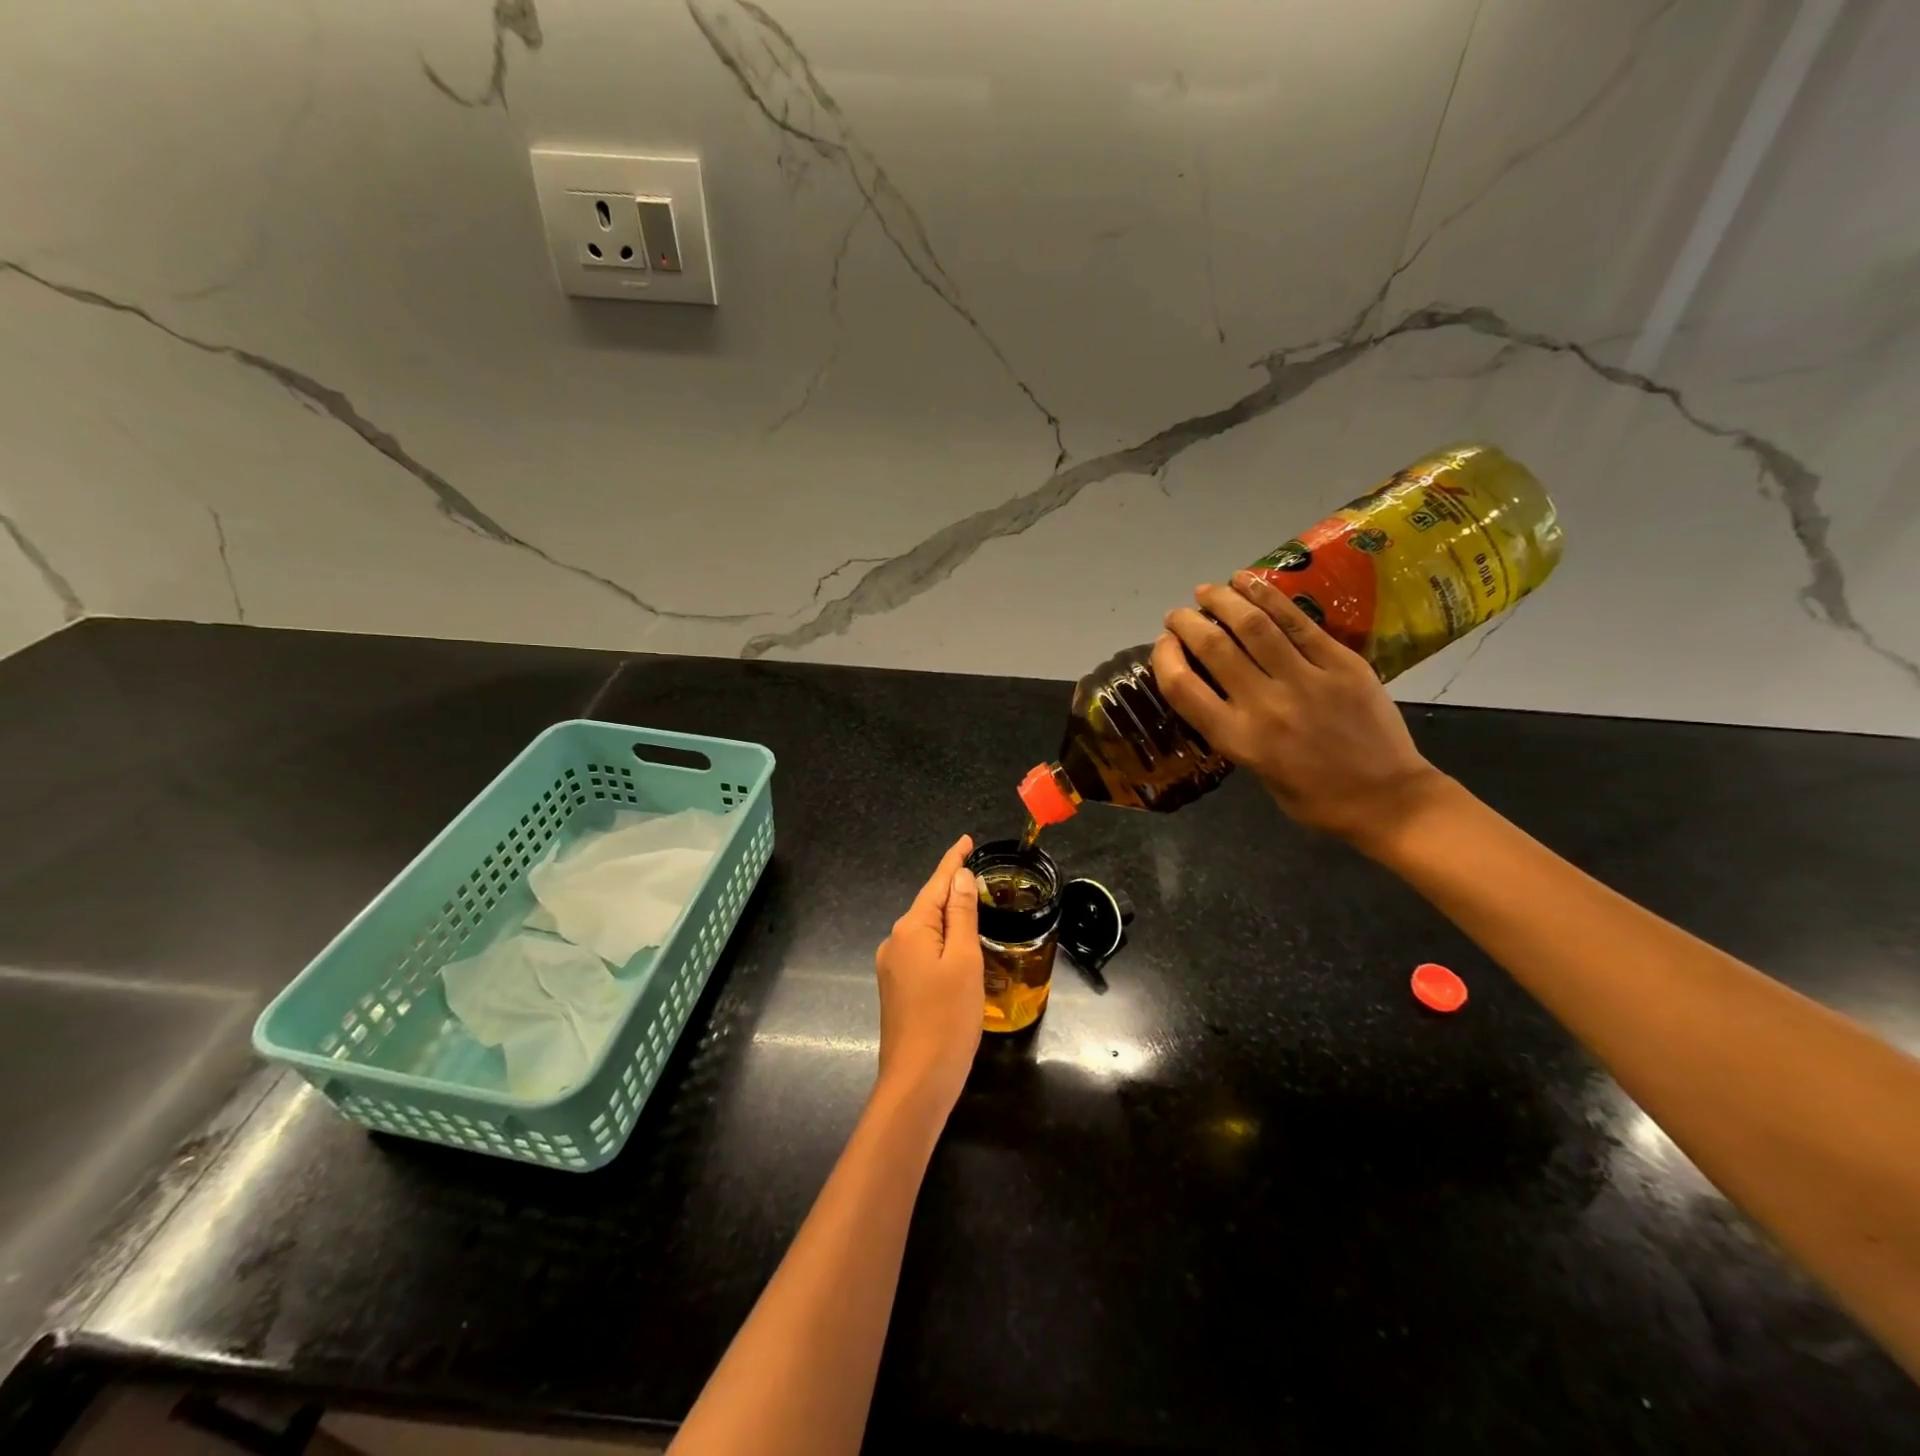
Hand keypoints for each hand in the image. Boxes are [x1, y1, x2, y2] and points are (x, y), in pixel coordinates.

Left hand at [872, 835, 983, 1112]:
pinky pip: (922, 952)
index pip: (936, 884)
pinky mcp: (896, 989)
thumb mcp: (964, 961)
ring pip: (925, 931)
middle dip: (952, 891)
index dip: (953, 861)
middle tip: (981, 879)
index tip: (966, 841)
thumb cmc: (948, 1017)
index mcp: (911, 929)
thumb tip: (960, 878)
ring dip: (948, 919)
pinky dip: (942, 943)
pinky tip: (958, 951)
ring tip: (975, 912)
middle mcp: (895, 941)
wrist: (917, 1080)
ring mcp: (892, 967)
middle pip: (929, 905)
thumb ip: (962, 916)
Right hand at [1151, 573, 1446, 850]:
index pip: (1182, 687)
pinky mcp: (1342, 663)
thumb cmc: (1313, 797)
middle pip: (1214, 647)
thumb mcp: (1255, 771)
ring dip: (1223, 600)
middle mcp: (1265, 705)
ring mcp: (1307, 680)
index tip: (1164, 644)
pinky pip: (1298, 622)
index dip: (1164, 657)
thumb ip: (1232, 727)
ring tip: (1208, 590)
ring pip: (1254, 625)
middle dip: (1187, 622)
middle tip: (1179, 614)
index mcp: (1238, 739)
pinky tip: (1248, 581)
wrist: (1386, 799)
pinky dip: (1267, 596)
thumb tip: (1214, 686)